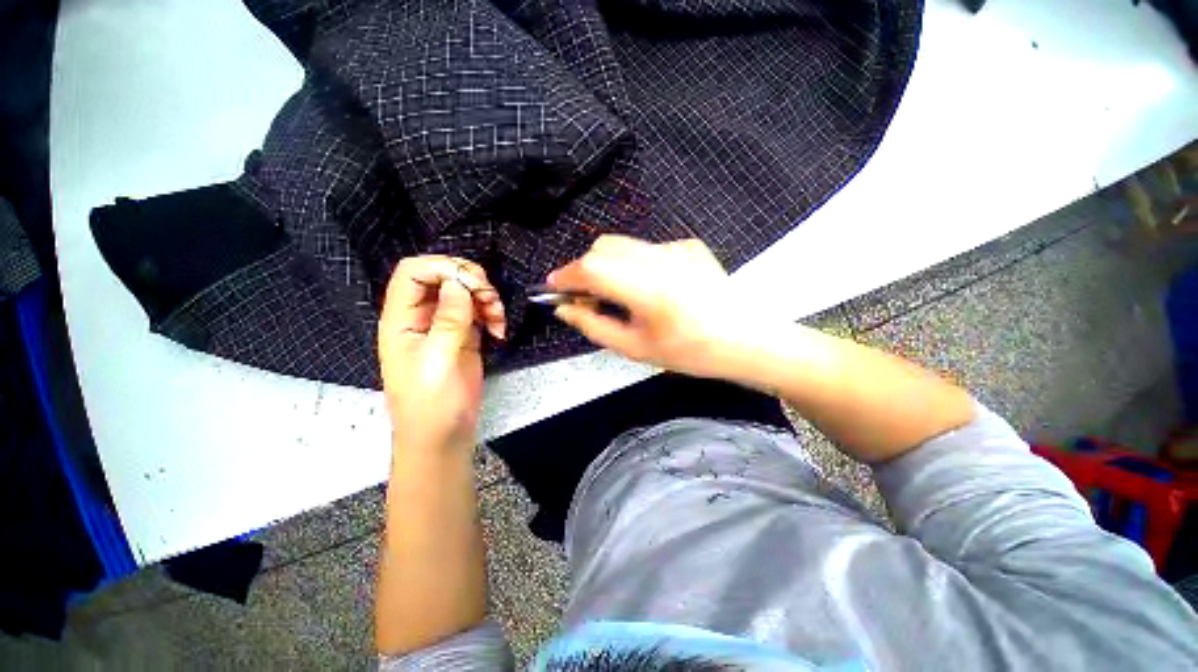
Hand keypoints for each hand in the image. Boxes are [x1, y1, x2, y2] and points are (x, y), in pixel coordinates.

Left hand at [378, 256, 505, 453]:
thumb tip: (457, 284)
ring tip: (498, 320)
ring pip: (465, 292)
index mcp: (402, 319)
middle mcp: (421, 316)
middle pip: (443, 277)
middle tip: (491, 300)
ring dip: (487, 299)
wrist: (444, 435)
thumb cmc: (431, 403)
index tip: (472, 284)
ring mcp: (444, 325)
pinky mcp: (464, 335)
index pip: (413, 272)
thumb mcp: (437, 361)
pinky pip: (479, 311)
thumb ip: (448, 320)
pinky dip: (493, 314)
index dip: (442, 268)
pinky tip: (499, 330)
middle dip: (471, 281)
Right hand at [547, 235, 750, 378]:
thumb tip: (564, 309)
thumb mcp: (636, 349)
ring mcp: (677, 247)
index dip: (566, 276)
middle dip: (585, 269)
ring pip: (623, 244)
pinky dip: (632, 264)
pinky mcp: (688, 245)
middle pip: (604, 247)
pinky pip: (645, 248)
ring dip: (606, 265)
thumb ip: (594, 327)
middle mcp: (662, 258)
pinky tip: (647, 287)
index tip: (553, 289)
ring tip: (614, 294)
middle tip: (585, 297)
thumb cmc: (690, 353)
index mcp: (650, 289)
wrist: (745, 339)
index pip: (593, 268)